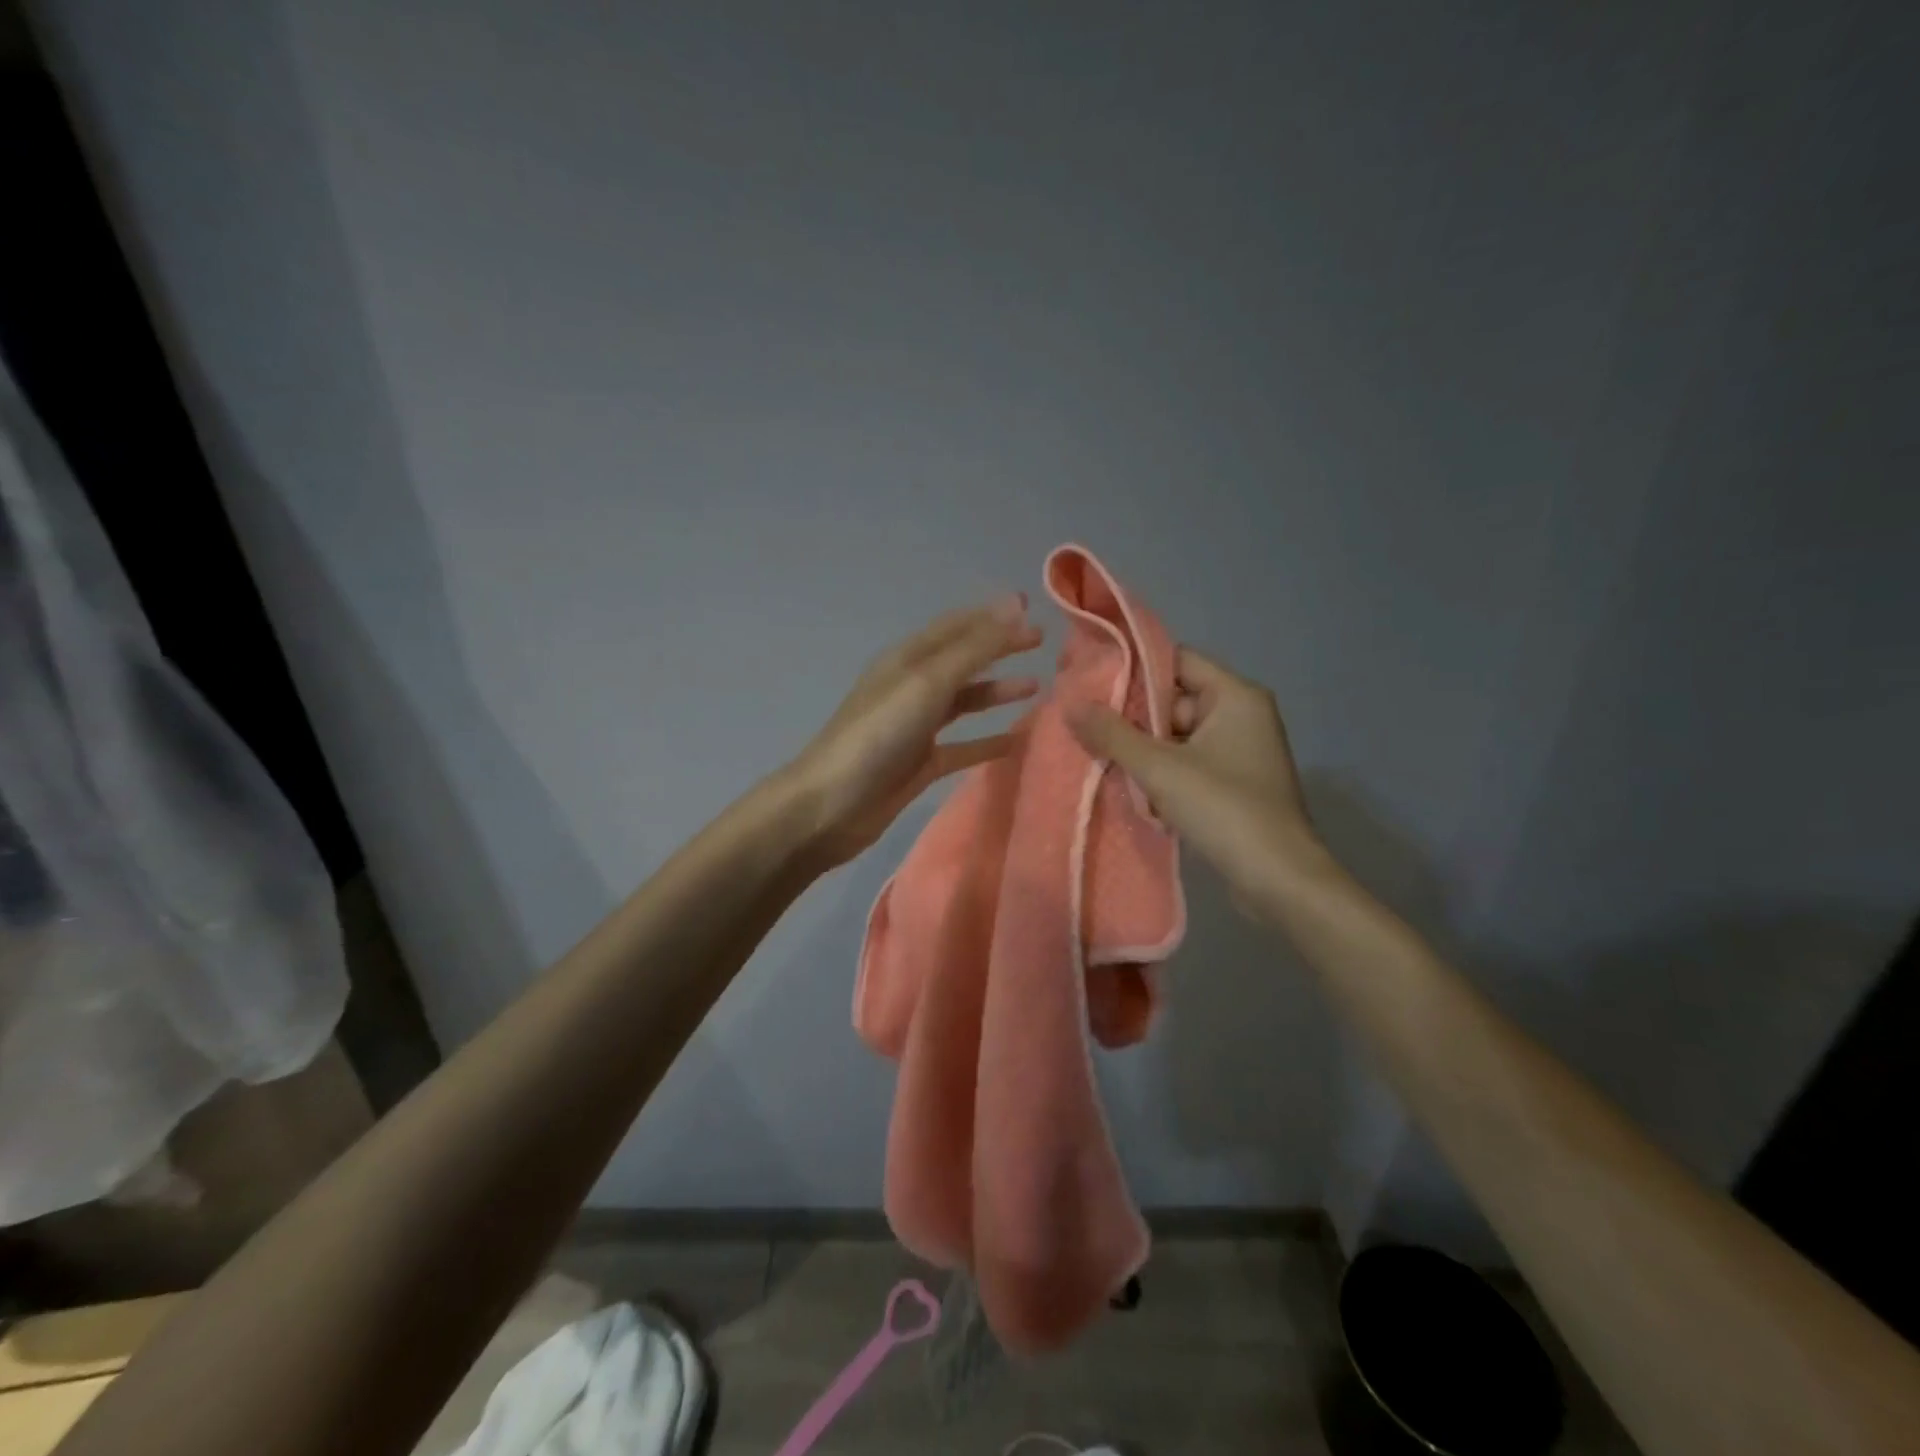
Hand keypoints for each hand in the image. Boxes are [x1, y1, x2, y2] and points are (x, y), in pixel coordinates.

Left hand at [791, 597, 1043, 867]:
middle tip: (1041, 642)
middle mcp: (912, 686)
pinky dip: (988, 741)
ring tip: (1036, 688)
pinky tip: (1016, 741)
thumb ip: (974, 647)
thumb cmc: (879, 734)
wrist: (831, 804)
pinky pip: (963, 746)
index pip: (957, 626)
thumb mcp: (928, 682)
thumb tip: (1015, 606)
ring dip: (997, 692)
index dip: (992, 615)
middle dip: (1000, 648)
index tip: (1031, 606)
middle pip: (963, 660)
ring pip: (965, 702)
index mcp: (908, 658)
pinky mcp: (920, 763)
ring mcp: (916, 726)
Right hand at [1065, 647, 1323, 916]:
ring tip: (1098, 755)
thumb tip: (1070, 703)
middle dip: (1132, 714)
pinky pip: (1187, 762)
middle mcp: (1241, 715)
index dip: (1134, 667)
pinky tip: (1127, 784)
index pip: (1177, 660)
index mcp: (1235, 696)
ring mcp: (1239, 751)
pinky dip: (1160, 771)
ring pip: (1177, 735)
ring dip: (1142, 747)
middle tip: (1086, 725)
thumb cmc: (1223, 809)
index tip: (1090, 681)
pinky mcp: (1233, 783)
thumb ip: (1112, 733)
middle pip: (1175, 698)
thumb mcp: (1160, 768)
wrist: (1278, 880)